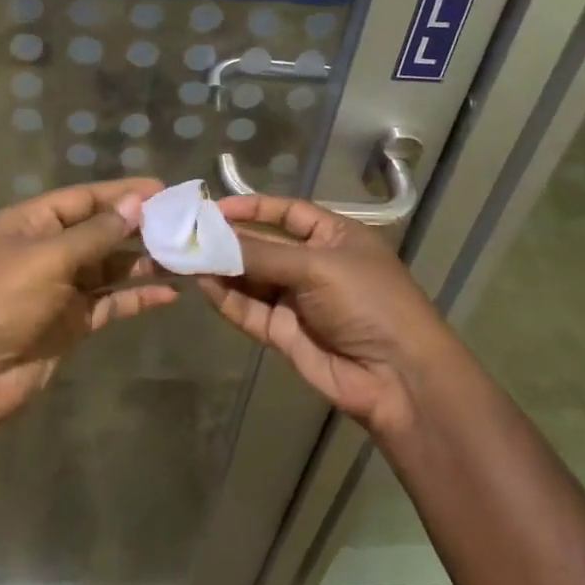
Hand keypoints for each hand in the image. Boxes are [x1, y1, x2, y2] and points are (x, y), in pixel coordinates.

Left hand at [0, 177, 176, 428]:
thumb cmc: (0, 301)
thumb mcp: (48, 259)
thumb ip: (96, 233)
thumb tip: (137, 203)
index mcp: (32, 223)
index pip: (85, 198)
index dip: (123, 193)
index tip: (165, 190)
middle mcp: (48, 249)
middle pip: (101, 231)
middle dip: (139, 228)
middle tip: (183, 224)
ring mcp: (61, 287)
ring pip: (111, 268)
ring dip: (144, 263)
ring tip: (185, 258)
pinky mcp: (72, 320)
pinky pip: (111, 302)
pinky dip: (137, 297)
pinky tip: (169, 294)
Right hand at [197, 194, 458, 438]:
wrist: (398, 377)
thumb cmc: (368, 302)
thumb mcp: (318, 267)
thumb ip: (264, 255)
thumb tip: (215, 241)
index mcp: (335, 237)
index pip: (289, 213)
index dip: (255, 208)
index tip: (217, 207)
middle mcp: (314, 264)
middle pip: (265, 246)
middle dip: (230, 240)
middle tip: (189, 233)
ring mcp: (298, 300)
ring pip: (252, 278)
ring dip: (223, 269)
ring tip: (186, 257)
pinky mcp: (284, 333)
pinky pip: (250, 310)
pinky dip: (228, 299)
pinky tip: (204, 285)